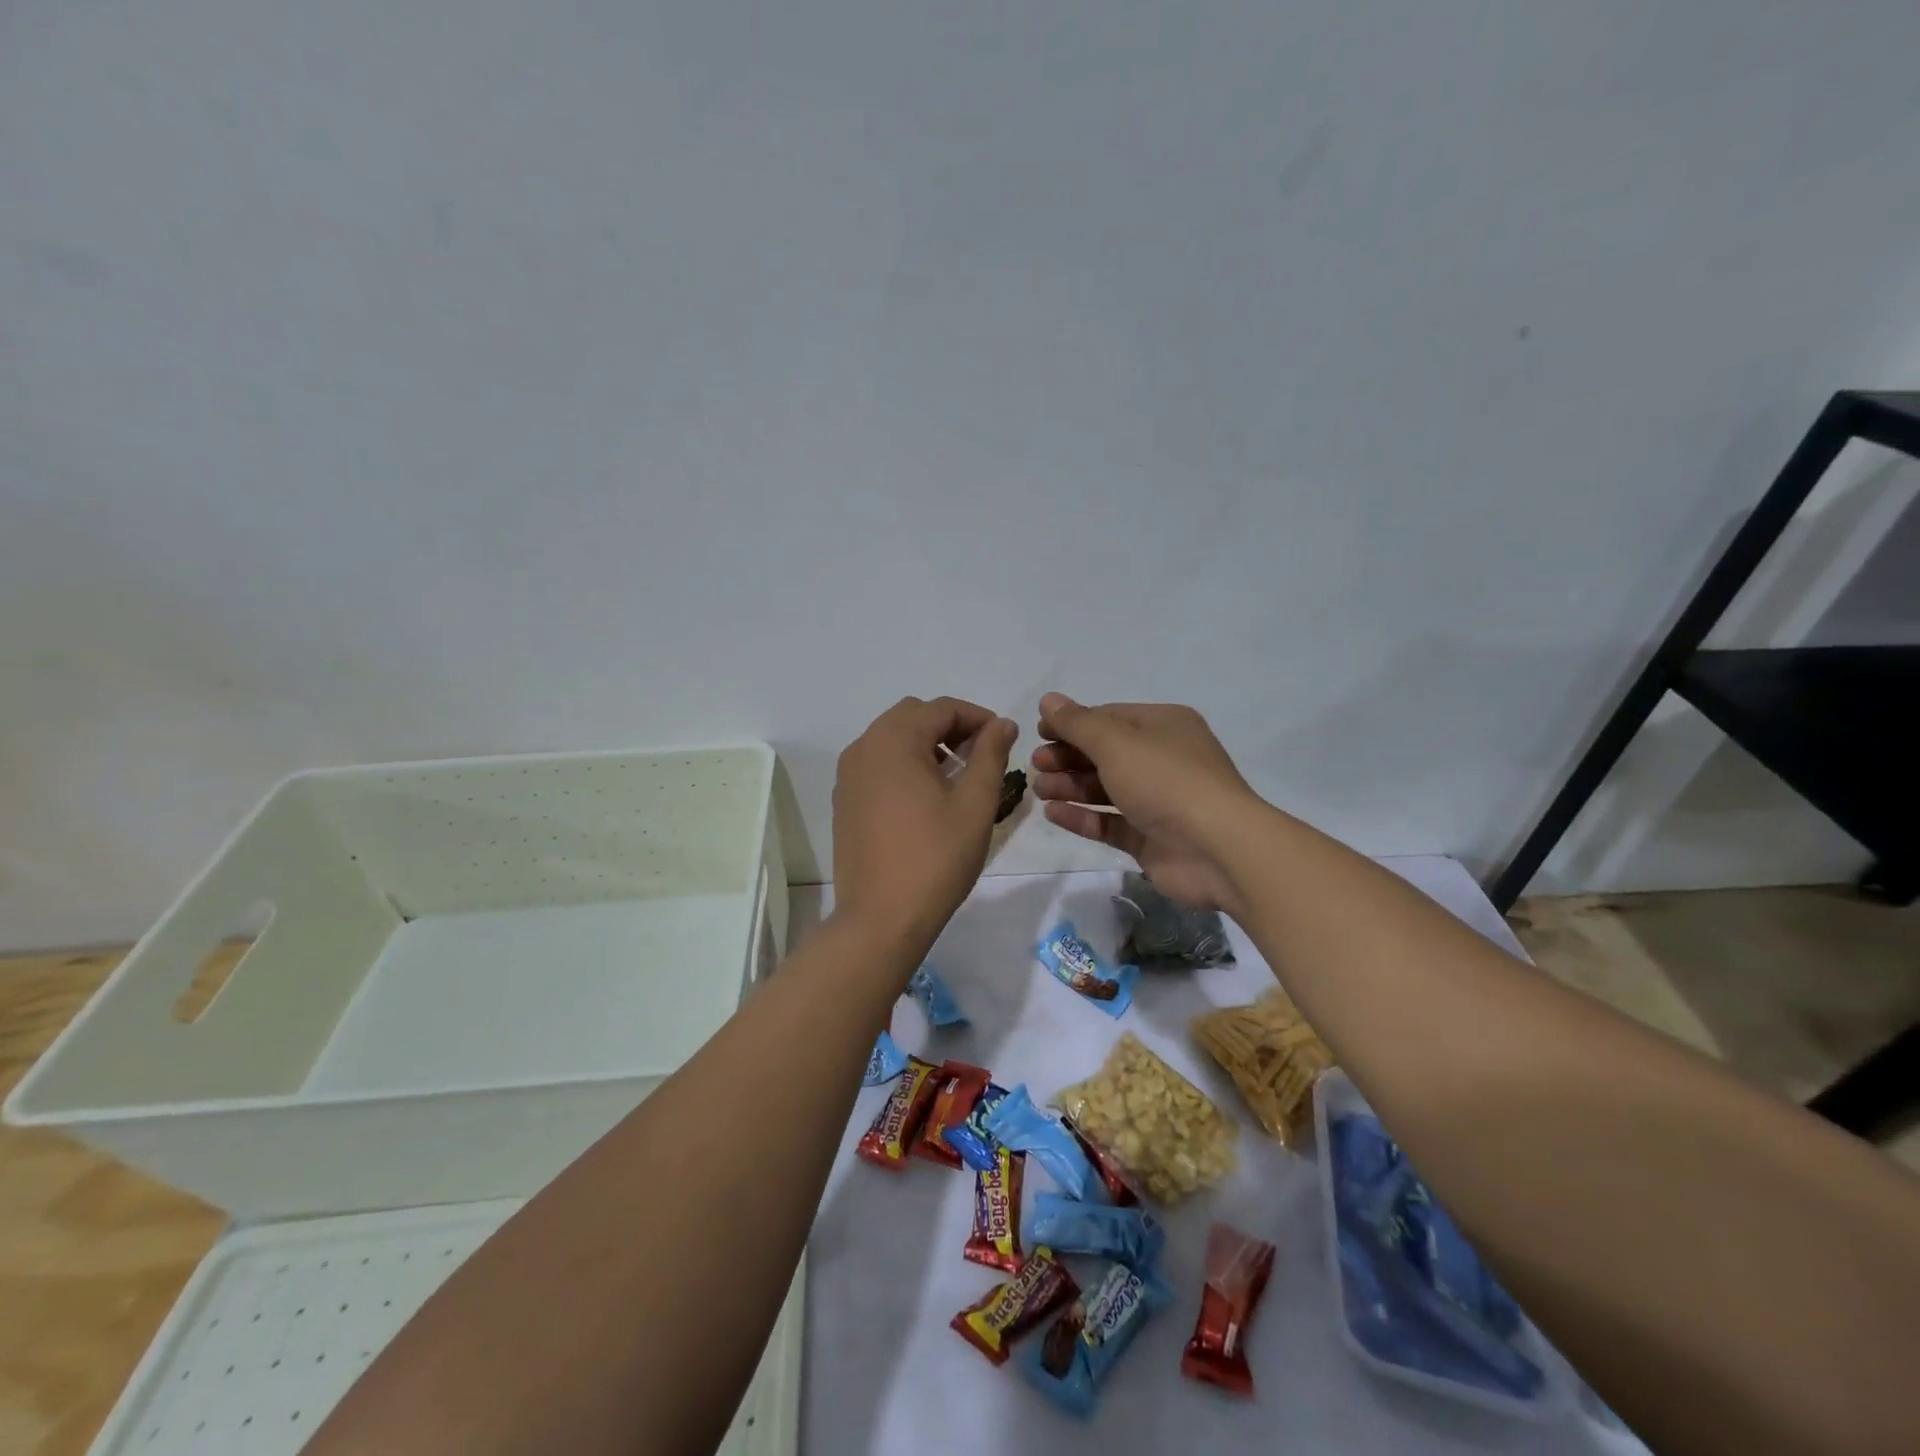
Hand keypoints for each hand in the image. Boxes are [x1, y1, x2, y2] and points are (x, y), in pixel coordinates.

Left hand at [832, 696, 1017, 961]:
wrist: (881, 918)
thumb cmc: (936, 858)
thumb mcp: (975, 803)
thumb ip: (990, 754)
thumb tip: (1002, 723)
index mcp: (893, 740)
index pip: (941, 708)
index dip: (977, 717)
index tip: (1003, 738)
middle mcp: (863, 747)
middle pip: (913, 717)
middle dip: (950, 727)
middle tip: (981, 755)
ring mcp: (848, 775)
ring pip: (892, 739)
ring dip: (927, 745)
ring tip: (958, 776)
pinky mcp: (844, 801)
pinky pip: (878, 764)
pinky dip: (904, 765)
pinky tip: (927, 797)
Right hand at [1031, 693, 1262, 916]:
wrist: (1217, 849)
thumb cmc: (1166, 780)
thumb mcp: (1116, 742)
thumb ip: (1077, 723)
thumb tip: (1048, 699)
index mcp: (1164, 726)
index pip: (1110, 717)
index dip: (1072, 723)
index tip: (1038, 733)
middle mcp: (1163, 759)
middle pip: (1105, 753)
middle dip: (1068, 756)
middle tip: (1036, 764)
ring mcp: (1158, 801)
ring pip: (1105, 789)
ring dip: (1070, 786)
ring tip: (1039, 789)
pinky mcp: (1151, 838)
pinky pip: (1110, 822)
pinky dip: (1083, 817)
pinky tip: (1053, 813)